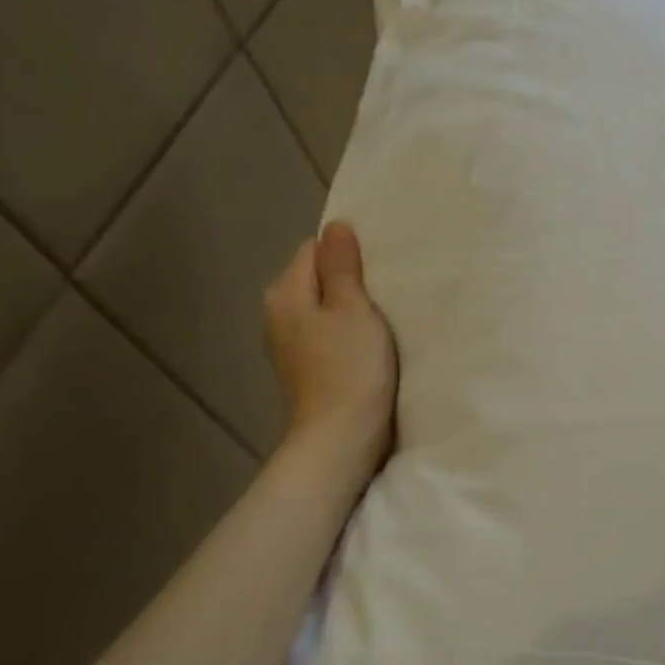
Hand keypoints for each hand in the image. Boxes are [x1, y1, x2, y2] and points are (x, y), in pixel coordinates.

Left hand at [265, 221, 396, 465]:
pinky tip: (368, 345)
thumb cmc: (350, 367)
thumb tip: (335, 226)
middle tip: (387, 289)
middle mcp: (278, 315)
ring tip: (382, 315)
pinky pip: (326, 334)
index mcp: (286, 293)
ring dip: (349, 308)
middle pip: (315, 279)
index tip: (380, 266)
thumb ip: (342, 266)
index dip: (347, 253)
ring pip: (322, 308)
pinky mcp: (305, 369)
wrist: (340, 438)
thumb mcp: (353, 308)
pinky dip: (345, 333)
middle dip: (348, 280)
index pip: (314, 249)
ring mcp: (288, 345)